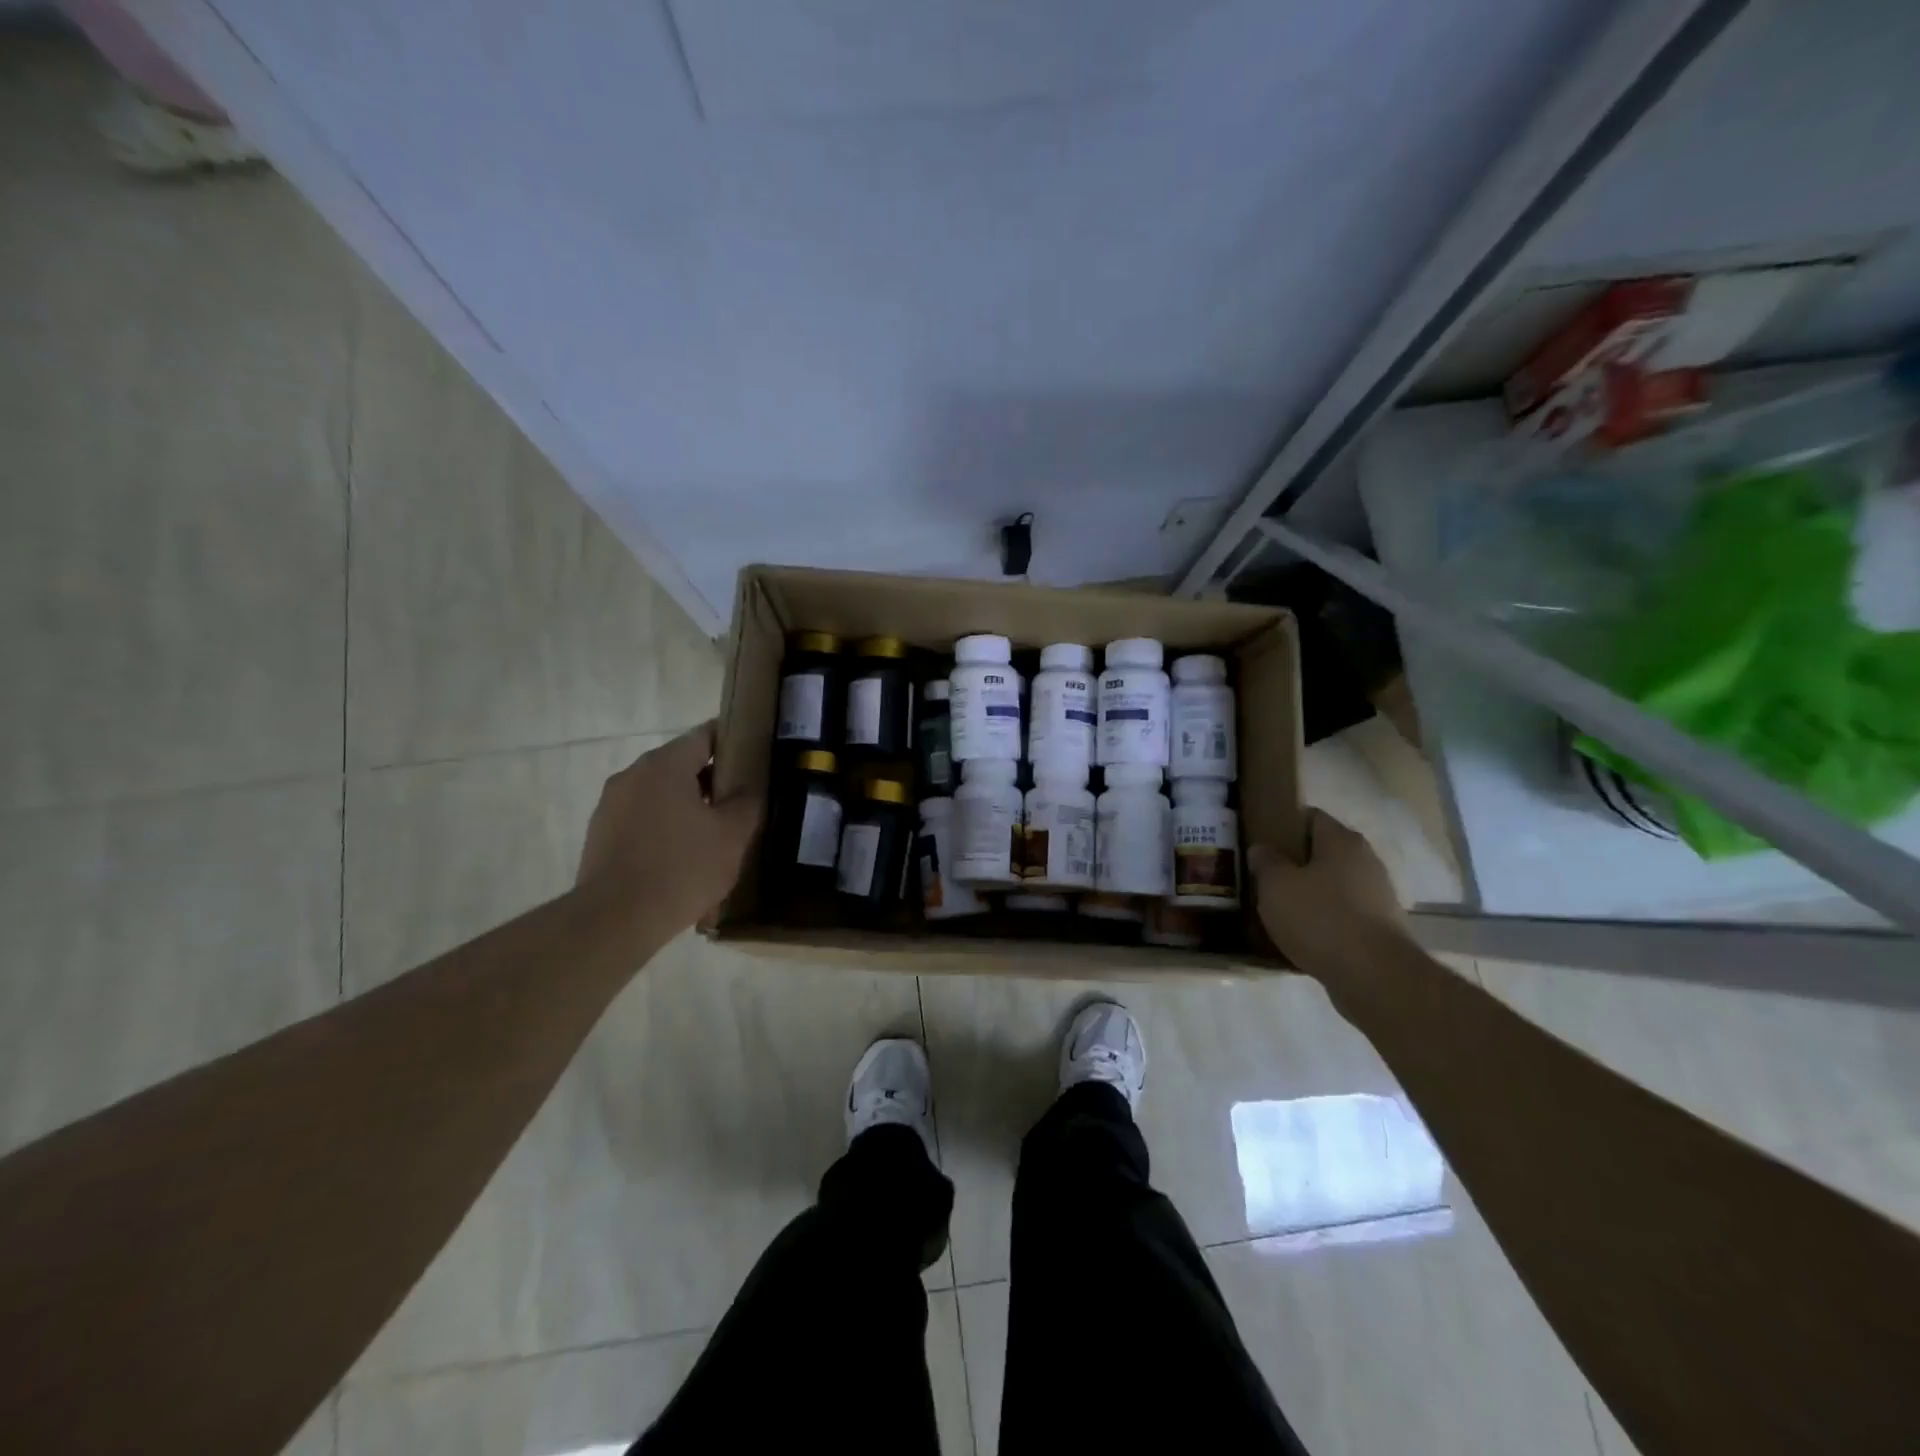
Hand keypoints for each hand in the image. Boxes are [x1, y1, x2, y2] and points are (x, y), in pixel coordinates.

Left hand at [576, 721, 762, 946]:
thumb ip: (748, 801)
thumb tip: (749, 785)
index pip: (705, 735)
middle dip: (712, 778)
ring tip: (713, 832)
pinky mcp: (601, 833)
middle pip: (681, 762)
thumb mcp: (732, 835)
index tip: (755, 758)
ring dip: (688, 803)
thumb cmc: (682, 869)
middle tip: (741, 801)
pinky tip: (682, 854)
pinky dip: (664, 824)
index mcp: (665, 764)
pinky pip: (642, 816)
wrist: (615, 920)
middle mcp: (633, 774)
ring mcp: (611, 804)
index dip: (733, 742)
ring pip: (660, 791)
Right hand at [1249, 809, 1408, 976]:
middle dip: (1295, 863)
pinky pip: (1344, 916)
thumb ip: (1266, 862)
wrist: (1375, 977)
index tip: (1261, 840)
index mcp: (1342, 841)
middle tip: (1264, 877)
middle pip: (1324, 853)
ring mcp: (1379, 897)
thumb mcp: (1276, 885)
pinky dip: (1324, 922)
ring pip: (1334, 886)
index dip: (1284, 824)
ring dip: (1310, 895)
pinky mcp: (1382, 930)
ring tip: (1279, 910)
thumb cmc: (1320, 918)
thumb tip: (1262, 849)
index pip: (1311, 817)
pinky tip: (1302, 937)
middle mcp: (1366, 862)